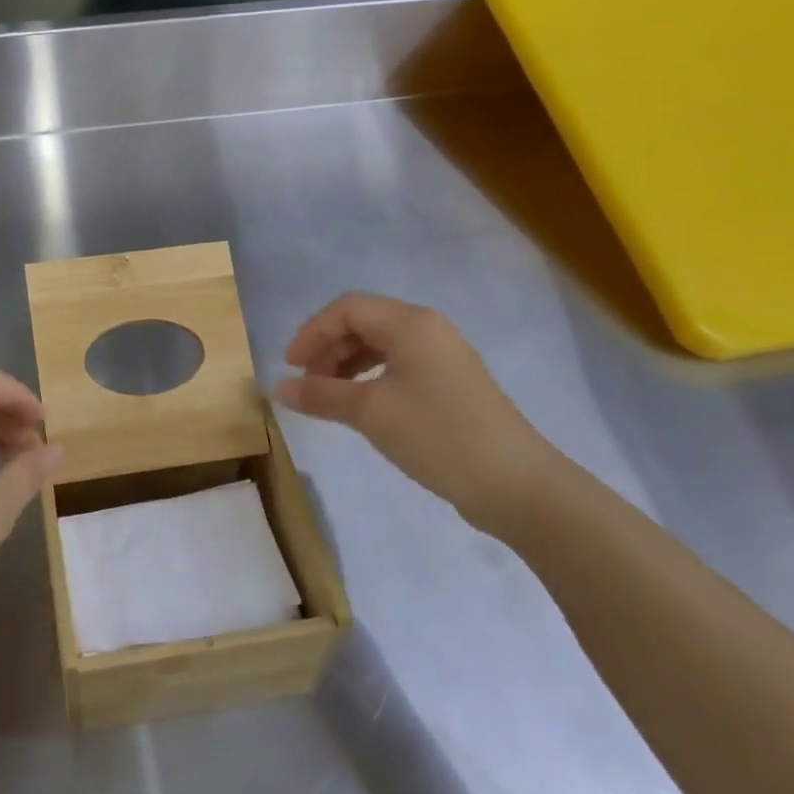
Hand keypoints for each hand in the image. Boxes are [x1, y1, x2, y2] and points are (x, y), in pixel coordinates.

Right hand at [275, 294, 557, 530]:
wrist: (516, 484)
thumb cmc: (438, 435)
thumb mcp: (370, 413)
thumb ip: (321, 395)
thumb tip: (277, 388)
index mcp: (411, 324)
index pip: (347, 309)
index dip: (312, 333)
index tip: (290, 368)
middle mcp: (428, 330)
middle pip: (363, 323)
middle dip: (328, 349)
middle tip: (307, 387)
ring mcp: (443, 358)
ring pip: (380, 346)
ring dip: (346, 366)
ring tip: (328, 398)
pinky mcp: (451, 385)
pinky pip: (398, 367)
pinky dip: (370, 380)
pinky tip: (361, 407)